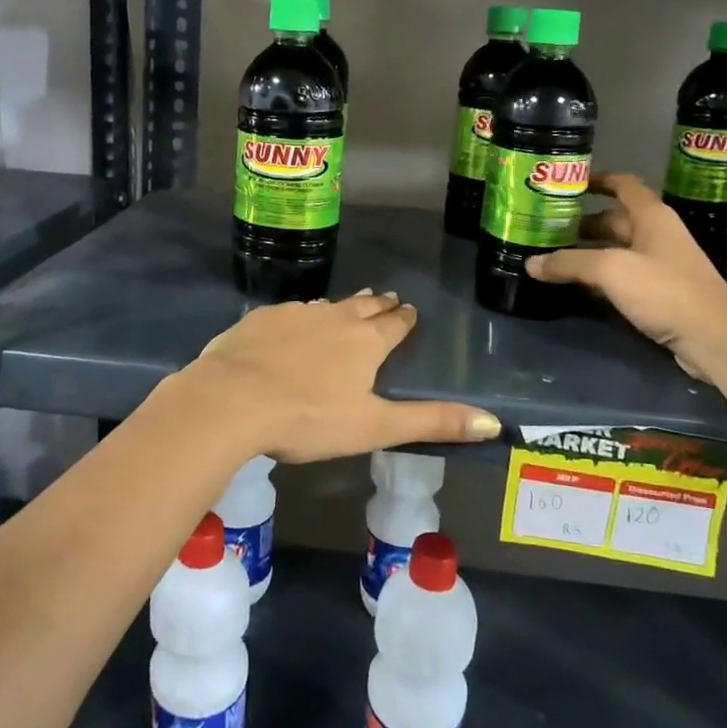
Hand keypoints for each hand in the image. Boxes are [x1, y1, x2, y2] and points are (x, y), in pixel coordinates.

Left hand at [173, 291, 500, 463]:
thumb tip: (494, 422)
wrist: (232, 399)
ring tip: (346, 308)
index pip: (394, 324)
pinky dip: (301, 317)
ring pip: (326, 306)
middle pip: (364, 306)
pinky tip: (293, 325)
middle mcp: (334, 317)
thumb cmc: (309, 418)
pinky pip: (290, 312)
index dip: (404, 319)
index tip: (409, 311)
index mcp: (365, 342)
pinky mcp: (261, 319)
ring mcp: (294, 314)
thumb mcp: (375, 427)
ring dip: (341, 308)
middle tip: (387, 300)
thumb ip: (432, 423)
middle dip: (379, 305)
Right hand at [528, 172, 726, 380]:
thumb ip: (569, 263)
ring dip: (588, 251)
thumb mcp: (610, 270)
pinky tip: (577, 285)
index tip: (567, 183)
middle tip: (546, 227)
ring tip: (553, 255)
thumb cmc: (664, 290)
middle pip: (615, 220)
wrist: (714, 338)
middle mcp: (657, 235)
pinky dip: (599, 276)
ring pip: (617, 249)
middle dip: (582, 221)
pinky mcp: (660, 293)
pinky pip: (622, 275)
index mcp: (651, 217)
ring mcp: (660, 265)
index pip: (623, 185)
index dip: (597, 180)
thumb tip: (530, 264)